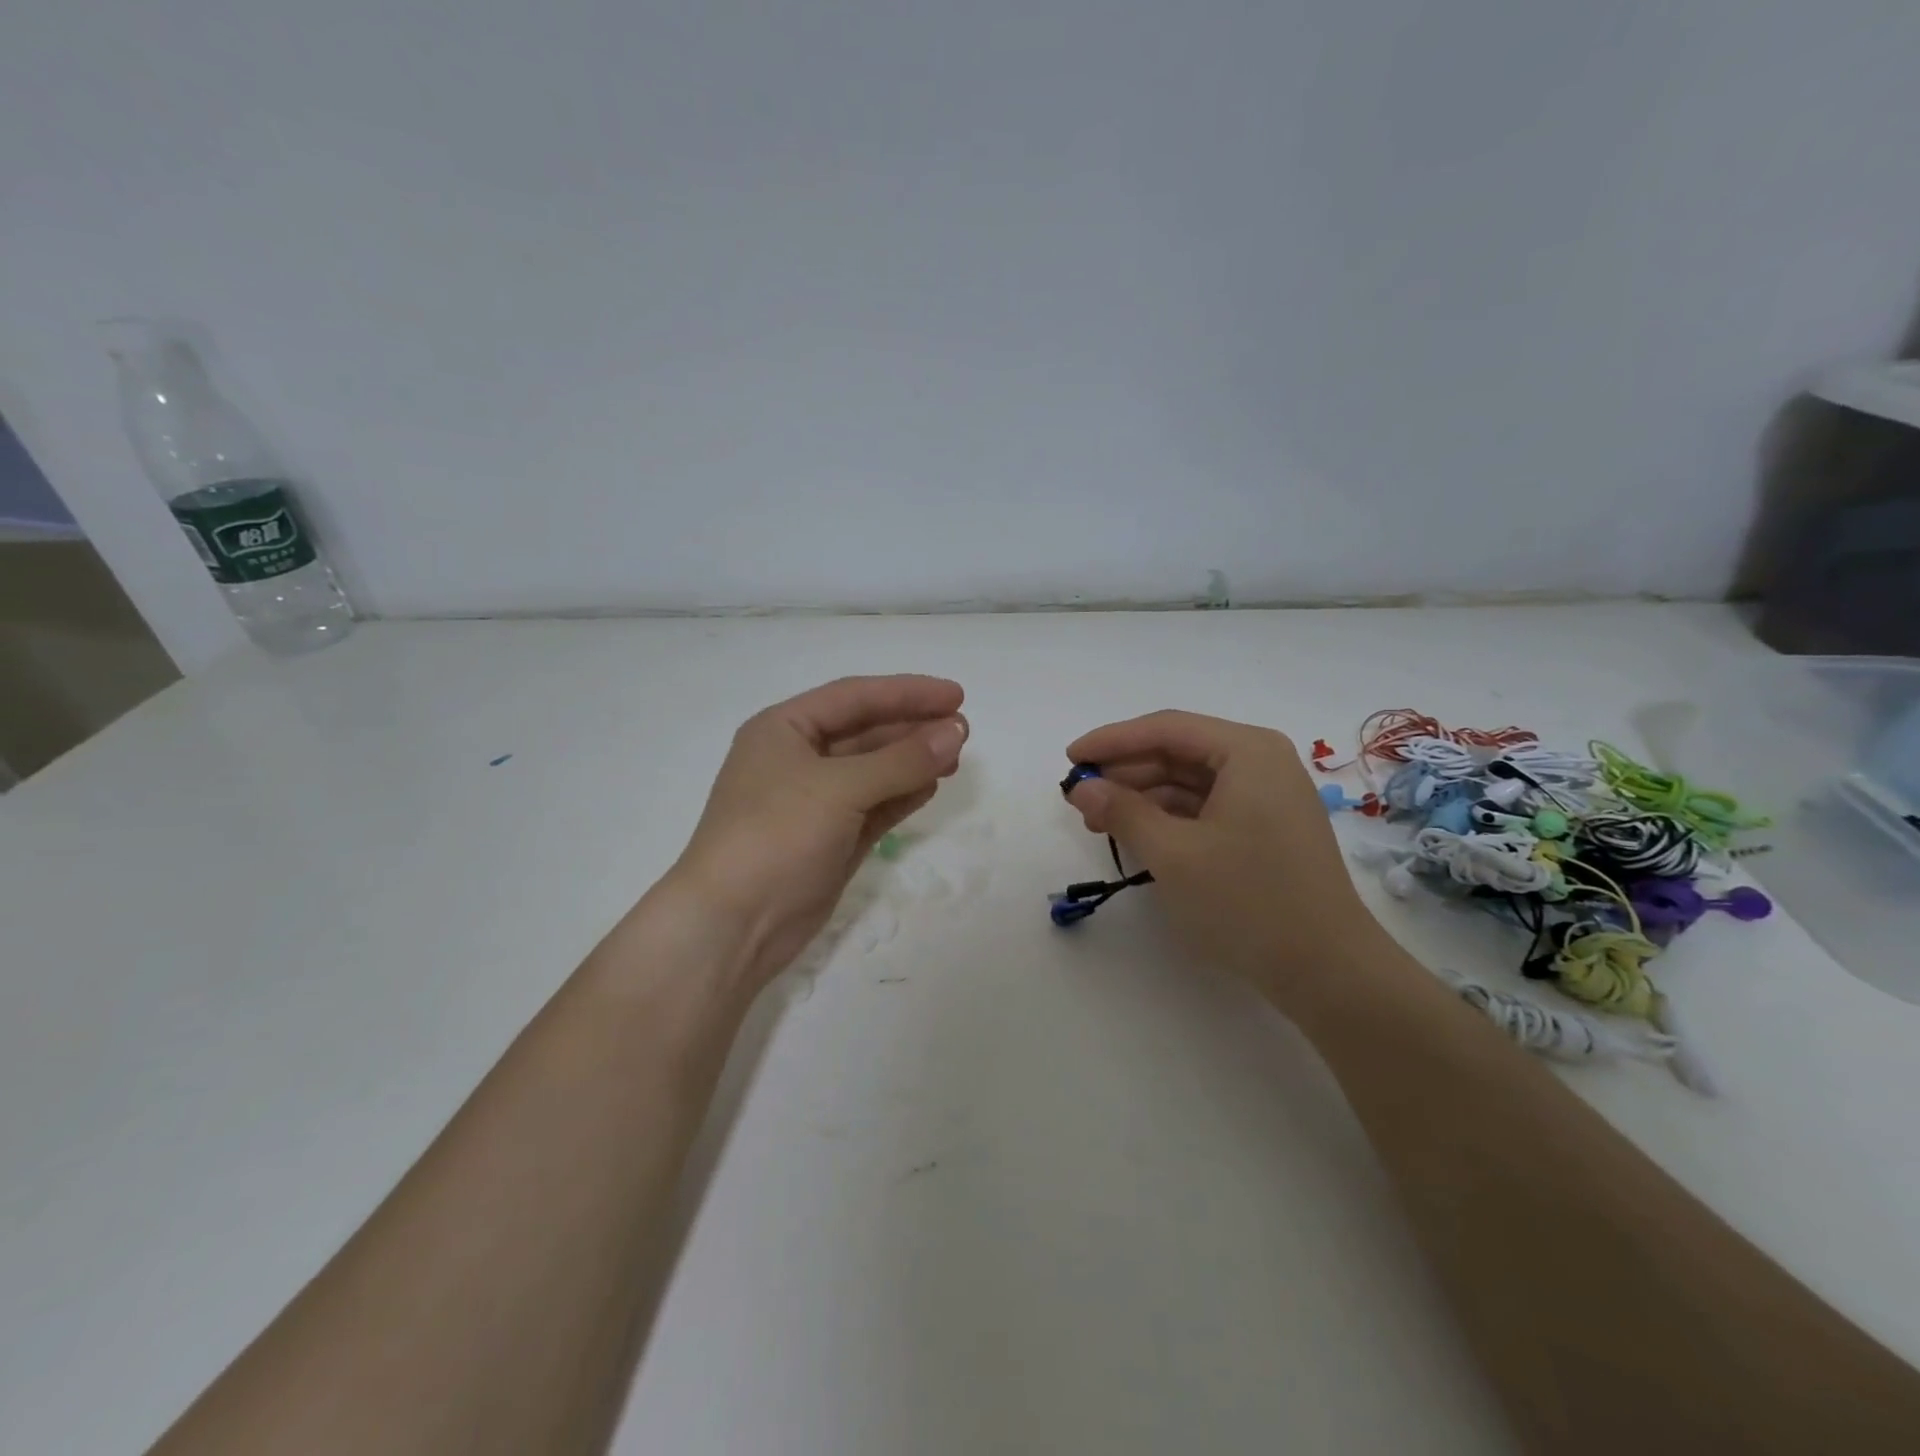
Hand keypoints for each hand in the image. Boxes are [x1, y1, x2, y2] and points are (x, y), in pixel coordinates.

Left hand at [668, 675, 967, 992]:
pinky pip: (875, 806)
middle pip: (866, 732)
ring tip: (956, 757)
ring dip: (913, 762)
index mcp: (783, 729)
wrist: (734, 924)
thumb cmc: (776, 836)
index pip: (854, 697)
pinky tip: (932, 786)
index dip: (907, 692)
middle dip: (914, 728)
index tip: (956, 695)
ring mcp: (816, 802)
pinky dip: (903, 795)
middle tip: (964, 731)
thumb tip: (955, 733)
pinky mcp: (832, 838)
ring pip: (874, 770)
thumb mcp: (839, 788)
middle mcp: (798, 759)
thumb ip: (901, 760)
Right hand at [1063, 710, 1393, 1010]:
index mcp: (1247, 752)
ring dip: (1143, 797)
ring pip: (1190, 782)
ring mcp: (1267, 797)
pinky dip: (1168, 818)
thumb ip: (1123, 812)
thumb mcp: (1173, 854)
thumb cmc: (1247, 901)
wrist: (1327, 971)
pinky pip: (1206, 808)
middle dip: (1125, 772)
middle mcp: (1261, 763)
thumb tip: (1082, 788)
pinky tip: (1138, 836)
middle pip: (1178, 752)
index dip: (1112, 741)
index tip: (1070, 758)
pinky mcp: (1265, 830)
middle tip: (1079, 798)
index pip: (1166, 729)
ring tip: (1100, 821)